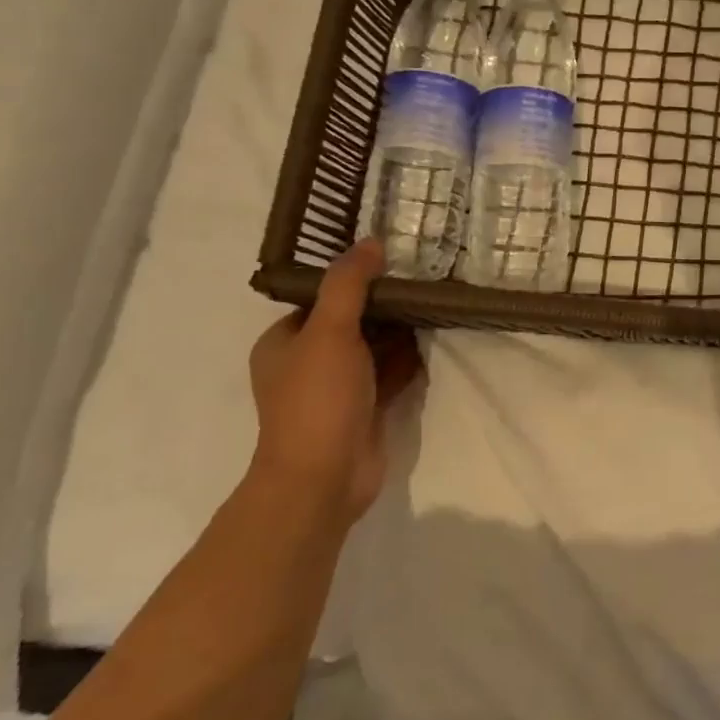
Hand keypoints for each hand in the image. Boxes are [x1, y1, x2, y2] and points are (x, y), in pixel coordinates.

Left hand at [248, 239, 422, 526]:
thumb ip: (348, 284)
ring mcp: (338, 388)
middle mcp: (308, 362)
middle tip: (423, 284)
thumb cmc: (318, 398)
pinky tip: (432, 346)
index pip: (322, 299)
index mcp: (284, 342)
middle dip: (385, 307)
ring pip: (374, 349)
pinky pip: (390, 374)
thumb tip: (370, 241)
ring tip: (435, 308)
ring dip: (401, 334)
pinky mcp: (365, 409)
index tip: (393, 264)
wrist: (324, 477)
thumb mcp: (330, 331)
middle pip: (353, 322)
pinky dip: (408, 362)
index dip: (355, 282)